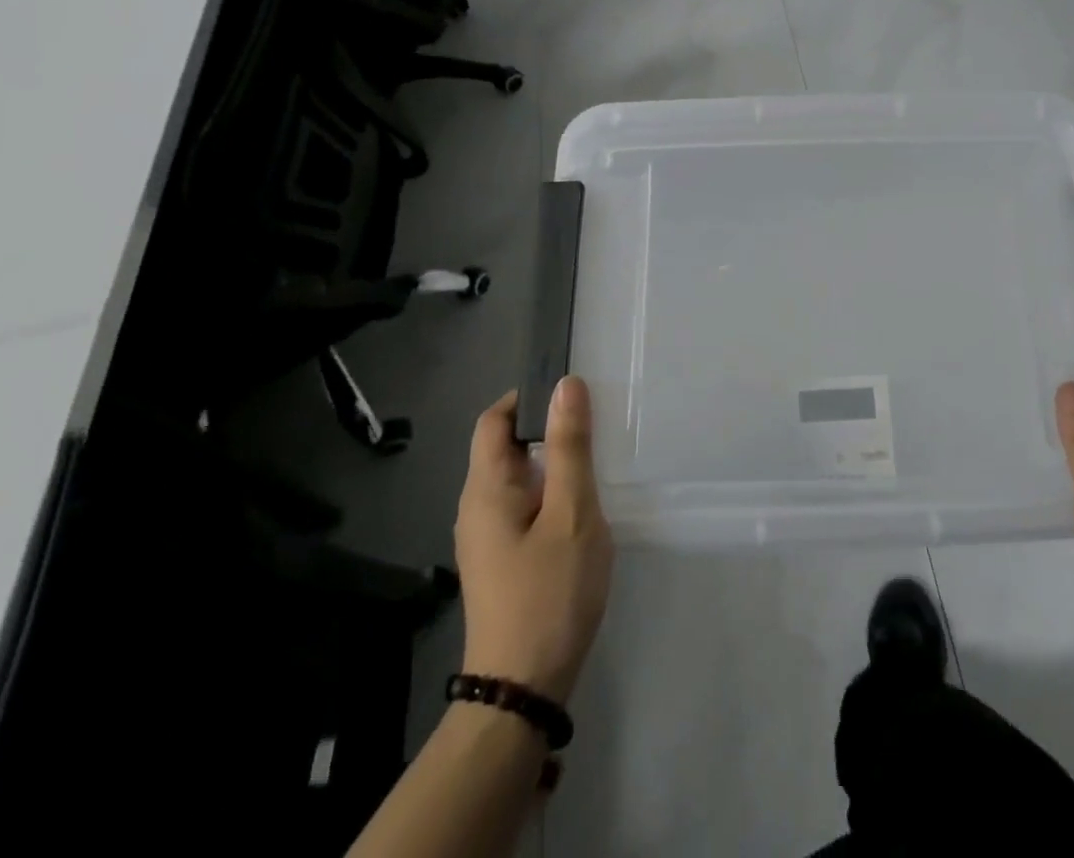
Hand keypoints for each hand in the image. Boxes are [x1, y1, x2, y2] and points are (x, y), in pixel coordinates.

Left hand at [455, 376, 613, 704]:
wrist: (523, 688)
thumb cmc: (549, 593)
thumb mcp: (571, 513)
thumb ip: (570, 448)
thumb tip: (566, 386)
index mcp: (486, 489)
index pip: (494, 420)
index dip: (529, 397)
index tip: (573, 396)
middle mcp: (476, 507)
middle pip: (506, 447)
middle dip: (548, 430)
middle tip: (596, 429)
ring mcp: (486, 537)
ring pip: (519, 478)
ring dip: (554, 464)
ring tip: (596, 465)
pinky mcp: (501, 559)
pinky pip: (524, 506)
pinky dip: (551, 493)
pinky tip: (582, 509)